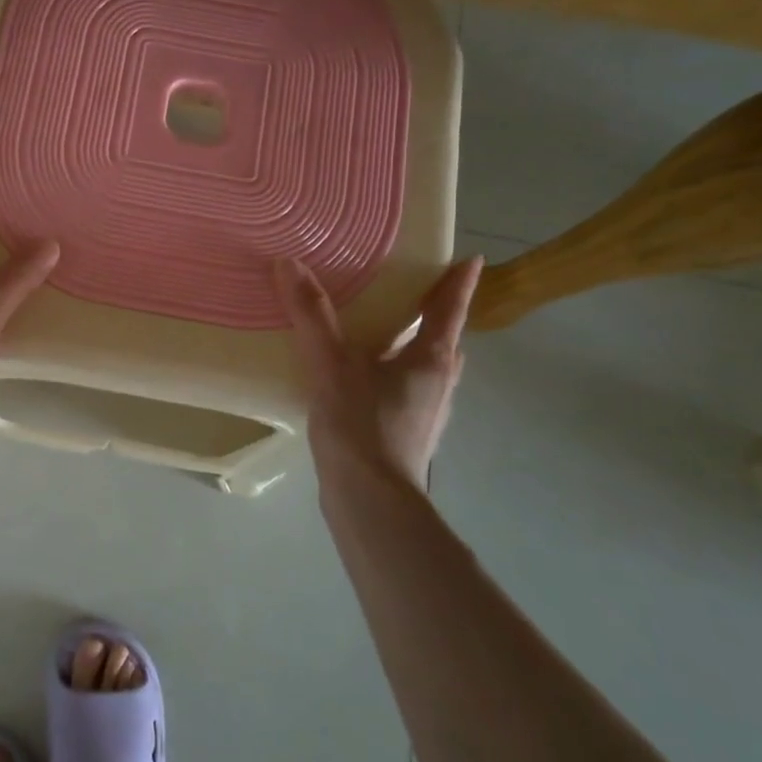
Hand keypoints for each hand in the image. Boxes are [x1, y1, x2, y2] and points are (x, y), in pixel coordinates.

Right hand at [275, 256, 482, 486]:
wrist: (370, 501)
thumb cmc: (363, 425)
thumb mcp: (331, 364)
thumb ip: (311, 314)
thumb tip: (289, 263)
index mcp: (432, 359)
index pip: (450, 309)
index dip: (459, 282)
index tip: (472, 259)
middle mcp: (439, 383)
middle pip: (444, 339)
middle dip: (435, 315)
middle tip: (414, 291)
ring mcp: (425, 413)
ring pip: (425, 368)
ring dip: (412, 347)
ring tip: (383, 332)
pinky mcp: (406, 435)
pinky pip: (403, 390)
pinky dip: (390, 374)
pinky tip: (359, 380)